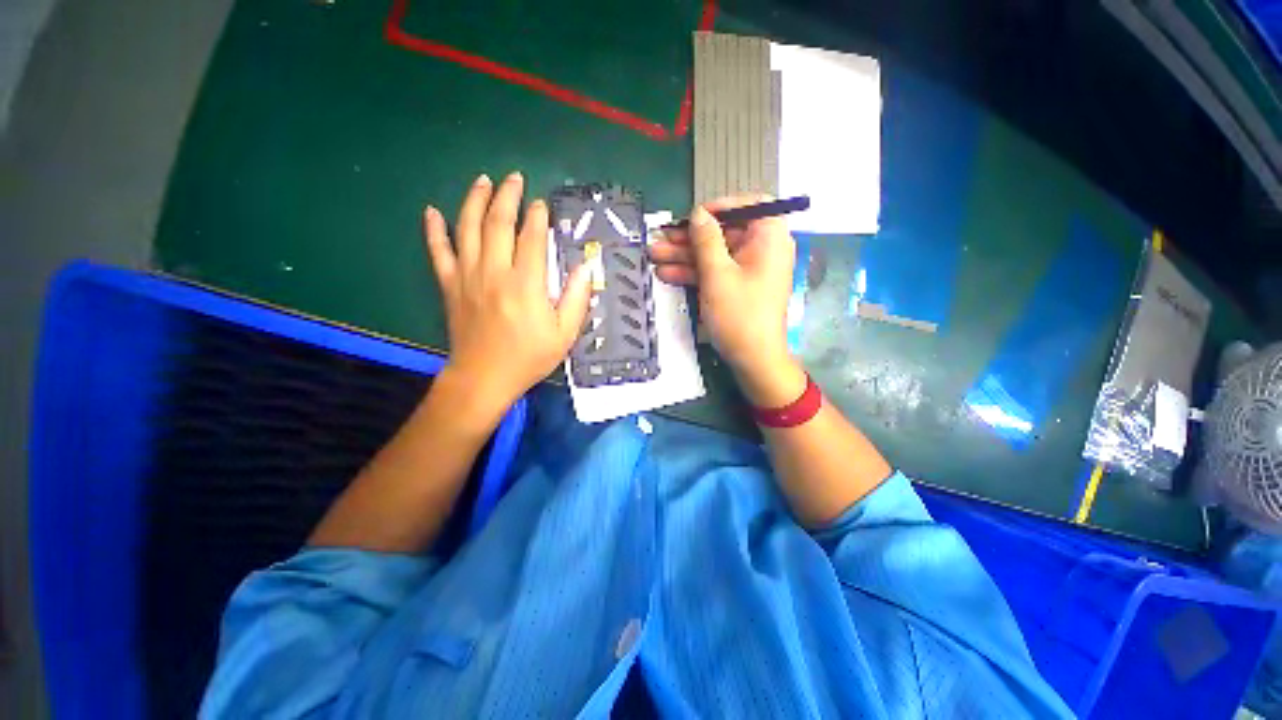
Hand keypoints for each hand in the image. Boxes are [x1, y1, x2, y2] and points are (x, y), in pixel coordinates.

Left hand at [424, 172, 591, 423]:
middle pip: (498, 223)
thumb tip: (586, 267)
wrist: (485, 378)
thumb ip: (577, 298)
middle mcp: (494, 272)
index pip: (532, 238)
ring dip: (475, 201)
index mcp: (526, 284)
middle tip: (514, 178)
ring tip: (483, 181)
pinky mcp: (450, 286)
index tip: (542, 204)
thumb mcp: (565, 334)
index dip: (538, 217)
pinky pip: (438, 252)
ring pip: (468, 229)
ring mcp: (467, 276)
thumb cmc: (529, 357)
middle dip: (507, 197)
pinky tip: (431, 212)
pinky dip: (434, 230)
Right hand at [648, 195, 805, 406]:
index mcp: (769, 237)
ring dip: (685, 255)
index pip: (749, 205)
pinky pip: (716, 271)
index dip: (719, 207)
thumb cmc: (739, 315)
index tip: (692, 216)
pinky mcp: (738, 286)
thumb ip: (706, 240)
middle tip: (660, 238)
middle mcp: (763, 249)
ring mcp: (749, 270)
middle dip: (690, 237)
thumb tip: (698, 214)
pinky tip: (667, 273)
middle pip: (724, 232)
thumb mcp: (717, 274)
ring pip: (715, 254)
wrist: (754, 360)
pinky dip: (694, 272)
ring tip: (654, 255)